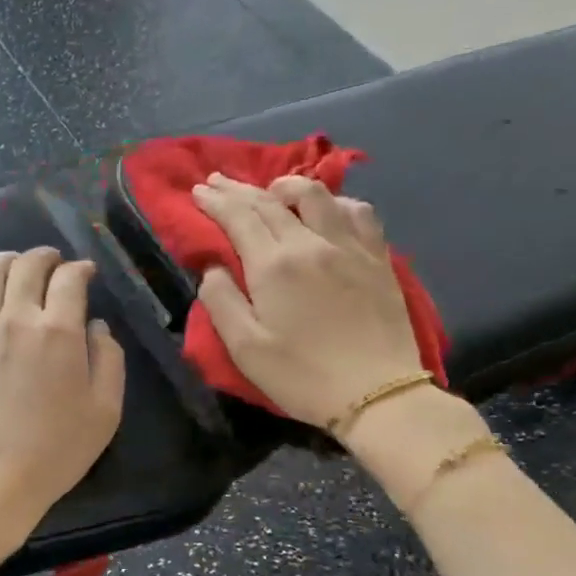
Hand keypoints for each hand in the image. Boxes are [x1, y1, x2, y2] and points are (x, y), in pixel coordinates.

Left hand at [0, 248, 125, 571]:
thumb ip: (109, 360)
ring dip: (2, 261)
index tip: (86, 273)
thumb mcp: (105, 411)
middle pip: (26, 267)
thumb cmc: (56, 451)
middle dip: (43, 256)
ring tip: (11, 261)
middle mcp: (16, 320)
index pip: (69, 279)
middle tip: (52, 261)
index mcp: (58, 330)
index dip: (80, 269)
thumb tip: (95, 326)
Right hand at [192, 173, 424, 430]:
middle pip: (270, 202)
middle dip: (239, 189)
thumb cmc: (301, 375)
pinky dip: (336, 202)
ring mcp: (349, 247)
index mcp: (274, 265)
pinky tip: (329, 209)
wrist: (377, 393)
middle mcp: (311, 244)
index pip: (238, 217)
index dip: (215, 201)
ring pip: (317, 196)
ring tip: (273, 190)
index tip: (197, 191)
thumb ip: (221, 301)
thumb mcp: (244, 347)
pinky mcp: (378, 258)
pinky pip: (358, 212)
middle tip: (217, 181)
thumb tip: (213, 268)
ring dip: (287, 186)